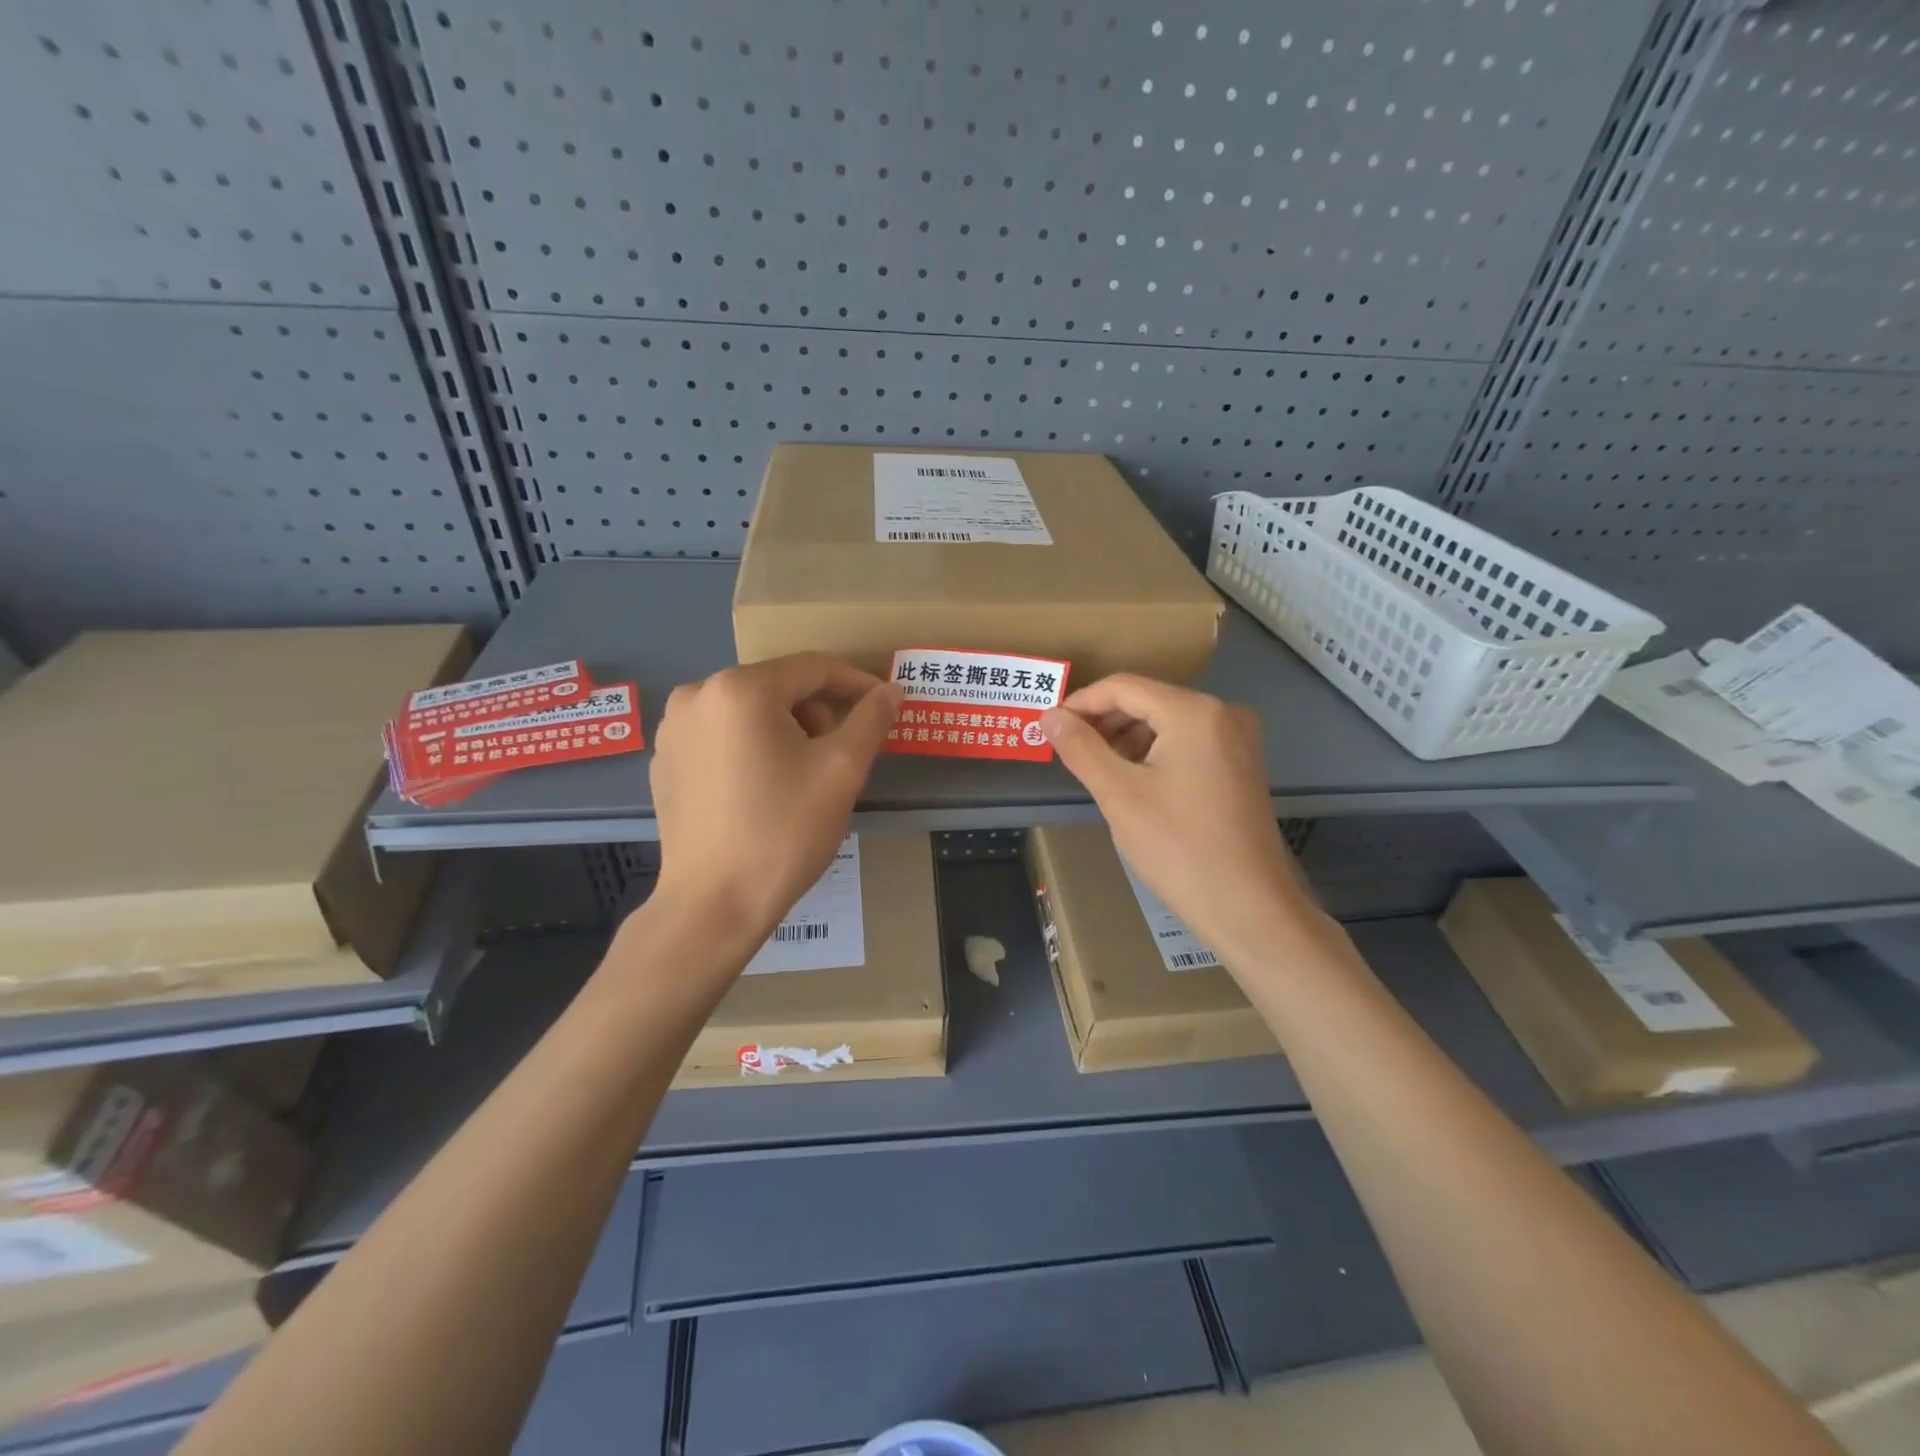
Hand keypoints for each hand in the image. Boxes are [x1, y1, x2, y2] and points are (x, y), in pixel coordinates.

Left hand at [648, 653, 900, 951]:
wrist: (714, 905)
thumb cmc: (783, 830)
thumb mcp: (842, 770)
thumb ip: (871, 720)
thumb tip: (891, 690)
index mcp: (740, 689)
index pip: (813, 668)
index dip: (856, 684)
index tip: (885, 707)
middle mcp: (697, 696)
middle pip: (778, 687)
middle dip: (818, 712)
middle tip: (843, 752)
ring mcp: (673, 730)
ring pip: (748, 712)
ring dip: (786, 729)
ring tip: (804, 773)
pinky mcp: (665, 763)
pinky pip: (720, 737)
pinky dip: (750, 748)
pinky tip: (763, 789)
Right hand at [1040, 676, 1316, 961]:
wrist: (1249, 908)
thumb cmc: (1178, 847)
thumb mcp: (1119, 795)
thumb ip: (1081, 748)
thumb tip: (1049, 716)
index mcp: (1194, 712)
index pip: (1123, 687)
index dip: (1080, 703)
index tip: (1049, 727)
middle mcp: (1222, 712)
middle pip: (1147, 700)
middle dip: (1104, 722)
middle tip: (1068, 751)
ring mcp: (1238, 738)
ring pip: (1167, 722)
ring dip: (1127, 738)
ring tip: (1097, 770)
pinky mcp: (1242, 764)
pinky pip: (1188, 742)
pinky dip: (1155, 752)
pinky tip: (1134, 781)